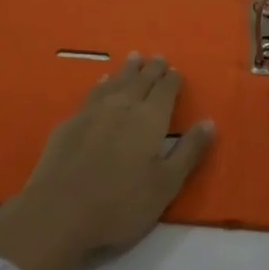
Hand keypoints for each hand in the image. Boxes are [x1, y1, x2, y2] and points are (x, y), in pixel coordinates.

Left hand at [0, 54, 215, 269]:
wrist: (59, 212)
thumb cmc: (121, 204)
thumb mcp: (166, 185)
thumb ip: (189, 152)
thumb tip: (209, 122)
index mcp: (150, 119)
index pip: (165, 91)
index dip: (172, 80)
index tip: (176, 70)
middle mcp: (123, 106)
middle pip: (141, 80)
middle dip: (152, 69)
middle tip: (158, 57)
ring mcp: (93, 112)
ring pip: (116, 82)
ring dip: (127, 70)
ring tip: (134, 58)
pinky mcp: (70, 123)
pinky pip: (93, 93)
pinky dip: (103, 84)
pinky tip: (102, 83)